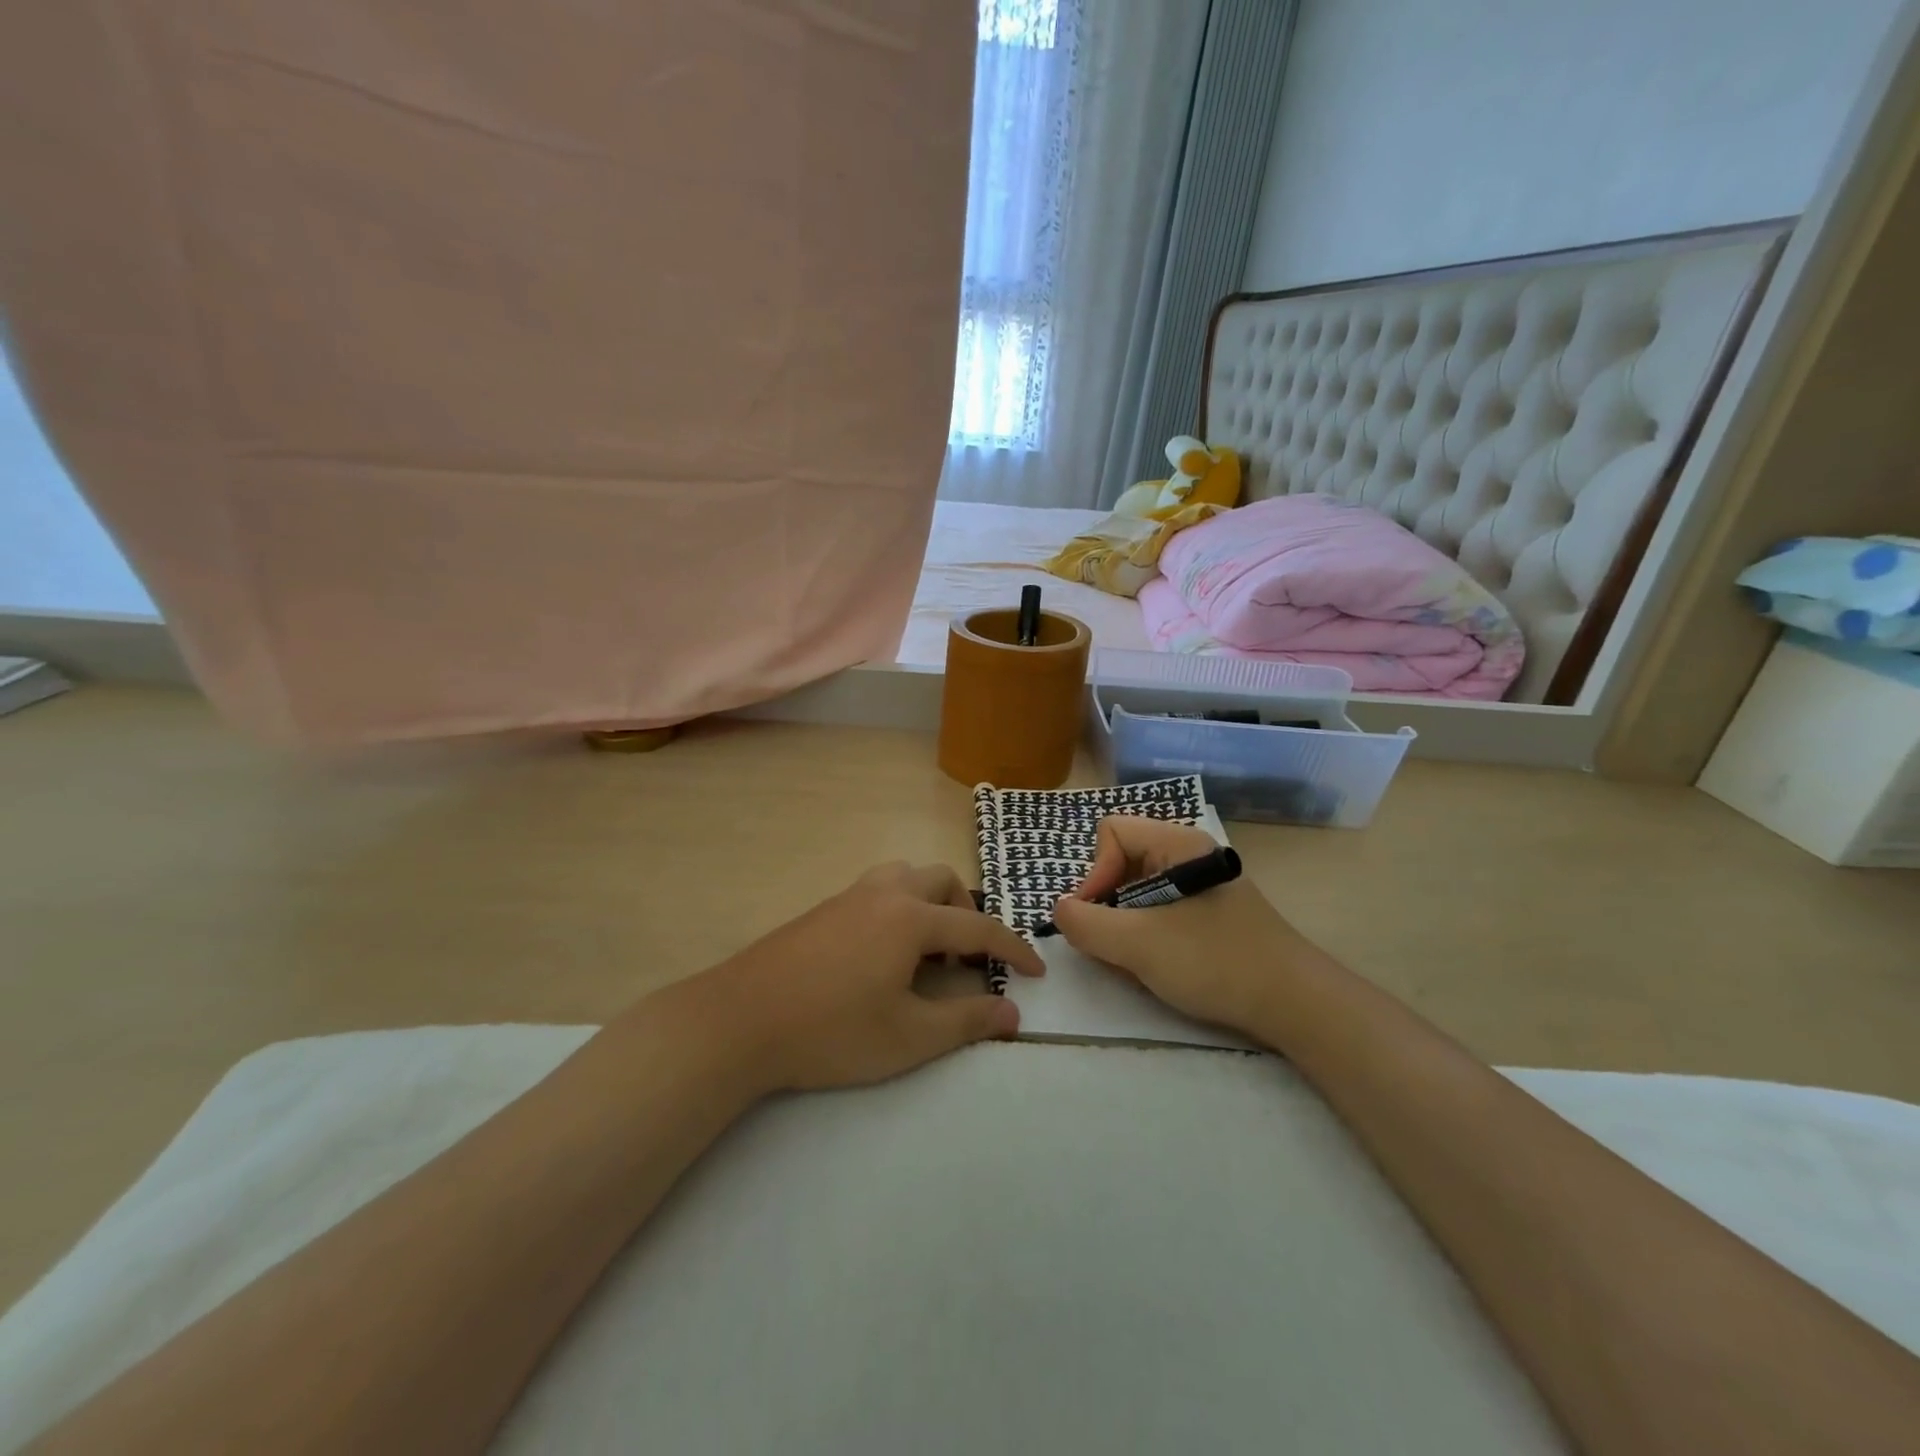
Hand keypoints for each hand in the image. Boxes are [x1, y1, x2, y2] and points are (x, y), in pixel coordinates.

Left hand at [701, 861, 1043, 1091]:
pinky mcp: (823, 908)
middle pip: (942, 882)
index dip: (1013, 950)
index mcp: (911, 918)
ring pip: (906, 876)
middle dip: (967, 914)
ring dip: (930, 903)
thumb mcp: (908, 1037)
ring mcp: (849, 896)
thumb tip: (1013, 1014)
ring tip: (926, 951)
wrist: (739, 1019)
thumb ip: (966, 1023)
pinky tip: (883, 955)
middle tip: (968, 960)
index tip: (1036, 972)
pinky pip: (878, 890)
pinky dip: (900, 908)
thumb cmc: (832, 1031)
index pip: (978, 928)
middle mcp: (884, 893)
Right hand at [1048, 816, 1307, 1034]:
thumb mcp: (1138, 945)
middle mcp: (1188, 855)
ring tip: (1137, 963)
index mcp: (1177, 843)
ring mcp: (1201, 886)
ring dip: (1125, 926)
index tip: (1094, 917)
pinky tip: (1159, 968)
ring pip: (1137, 891)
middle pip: (1122, 861)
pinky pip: (1159, 912)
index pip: (1111, 832)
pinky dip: (1146, 937)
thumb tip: (1060, 911)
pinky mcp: (1209, 915)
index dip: (1094, 872)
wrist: (1296, 1005)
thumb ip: (1086, 924)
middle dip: (1107, 904)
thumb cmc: (1215, 962)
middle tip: (1114, 945)